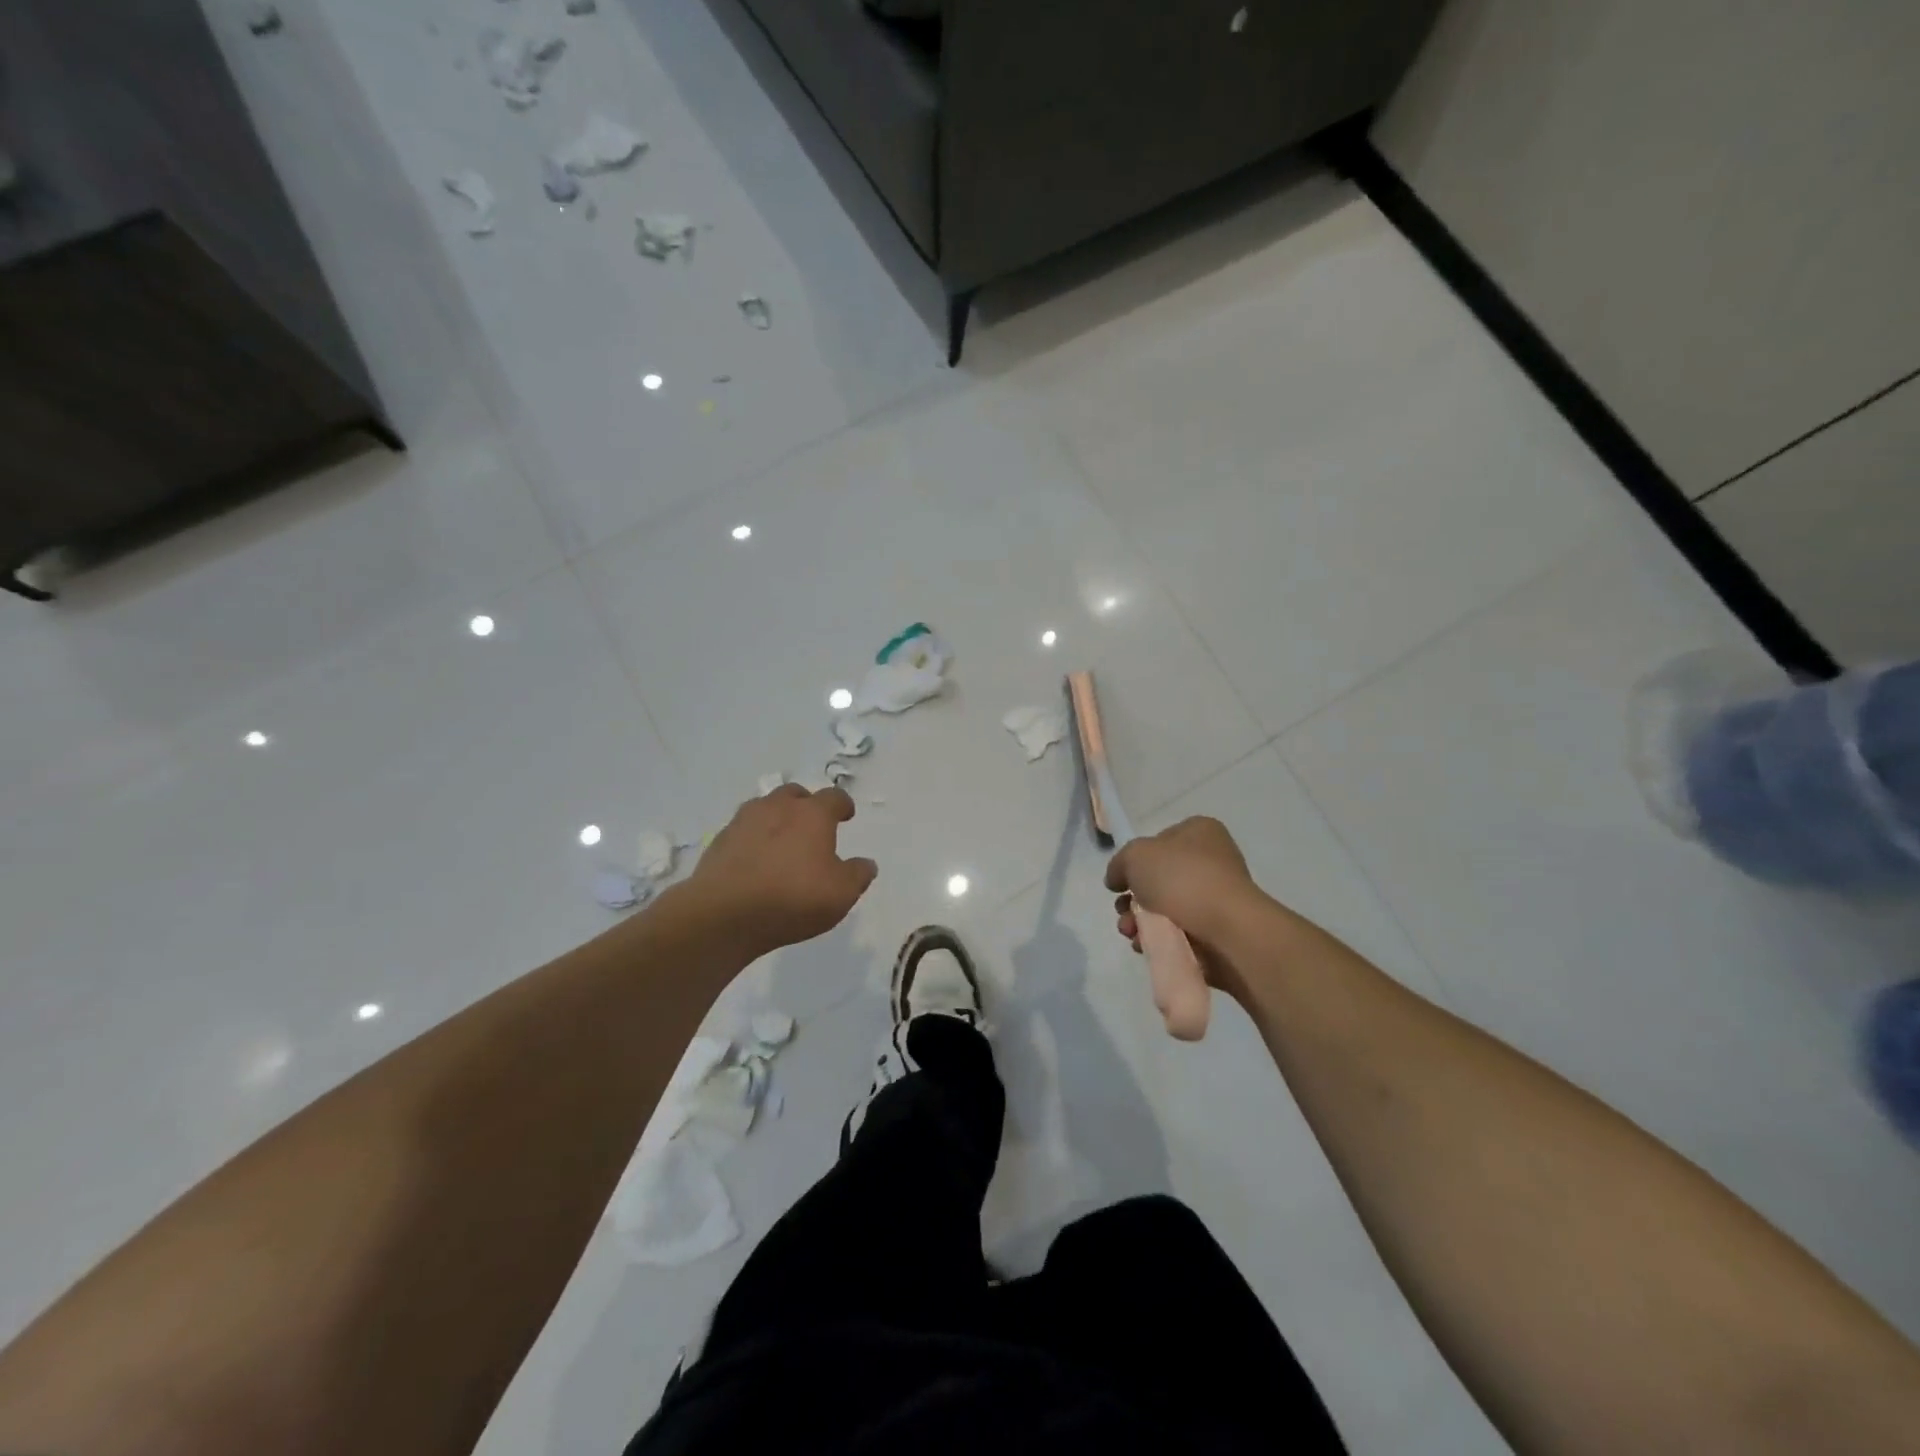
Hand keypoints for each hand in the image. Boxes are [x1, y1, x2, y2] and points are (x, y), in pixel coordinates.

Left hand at [685, 785, 877, 957]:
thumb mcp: (841, 894)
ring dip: (776, 818)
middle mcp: (778, 807)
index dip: (843, 805)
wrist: (724, 914)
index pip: (834, 797)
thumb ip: (858, 875)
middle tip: (812, 827)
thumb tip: (866, 864)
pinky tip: (755, 860)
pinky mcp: (720, 841)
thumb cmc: (792, 898)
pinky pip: (743, 830)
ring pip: (765, 807)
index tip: (846, 816)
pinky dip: (753, 838)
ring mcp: (744, 821)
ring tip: (782, 842)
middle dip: (806, 805)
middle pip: (795, 794)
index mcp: (812, 814)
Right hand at [1104, 817, 1270, 998]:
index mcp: (1200, 832)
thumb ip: (1119, 864)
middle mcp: (1212, 861)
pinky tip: (1146, 945)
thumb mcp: (1135, 856)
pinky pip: (1179, 932)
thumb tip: (1117, 880)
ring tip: (1130, 933)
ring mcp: (1217, 897)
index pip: (1160, 840)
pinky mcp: (1218, 931)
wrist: (1227, 929)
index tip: (1121, 880)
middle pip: (1159, 879)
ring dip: (1140, 921)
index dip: (1136, 860)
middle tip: (1122, 909)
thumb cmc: (1181, 879)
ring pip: (1165, 908)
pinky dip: (1159, 939)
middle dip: (1133, 899)